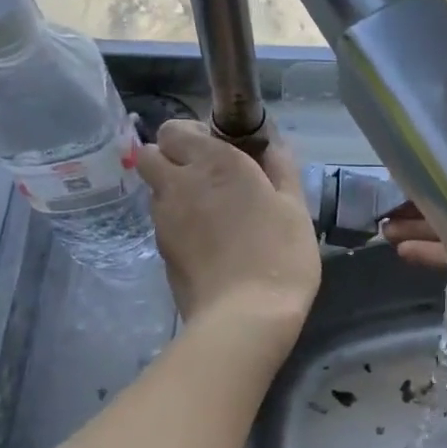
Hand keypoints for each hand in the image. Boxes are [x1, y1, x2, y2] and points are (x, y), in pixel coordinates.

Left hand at [138, 120, 320, 335]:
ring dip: (175, 192)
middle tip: (205, 177)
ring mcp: (164, 220)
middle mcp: (179, 184)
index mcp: (214, 163)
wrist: (245, 318)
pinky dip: (179, 224)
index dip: (192, 135)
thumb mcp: (295, 208)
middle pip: (150, 154)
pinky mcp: (160, 252)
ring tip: (211, 214)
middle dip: (171, 158)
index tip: (219, 149)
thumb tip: (272, 144)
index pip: (175, 129)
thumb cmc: (280, 256)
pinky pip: (163, 224)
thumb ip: (281, 169)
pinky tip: (208, 244)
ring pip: (155, 190)